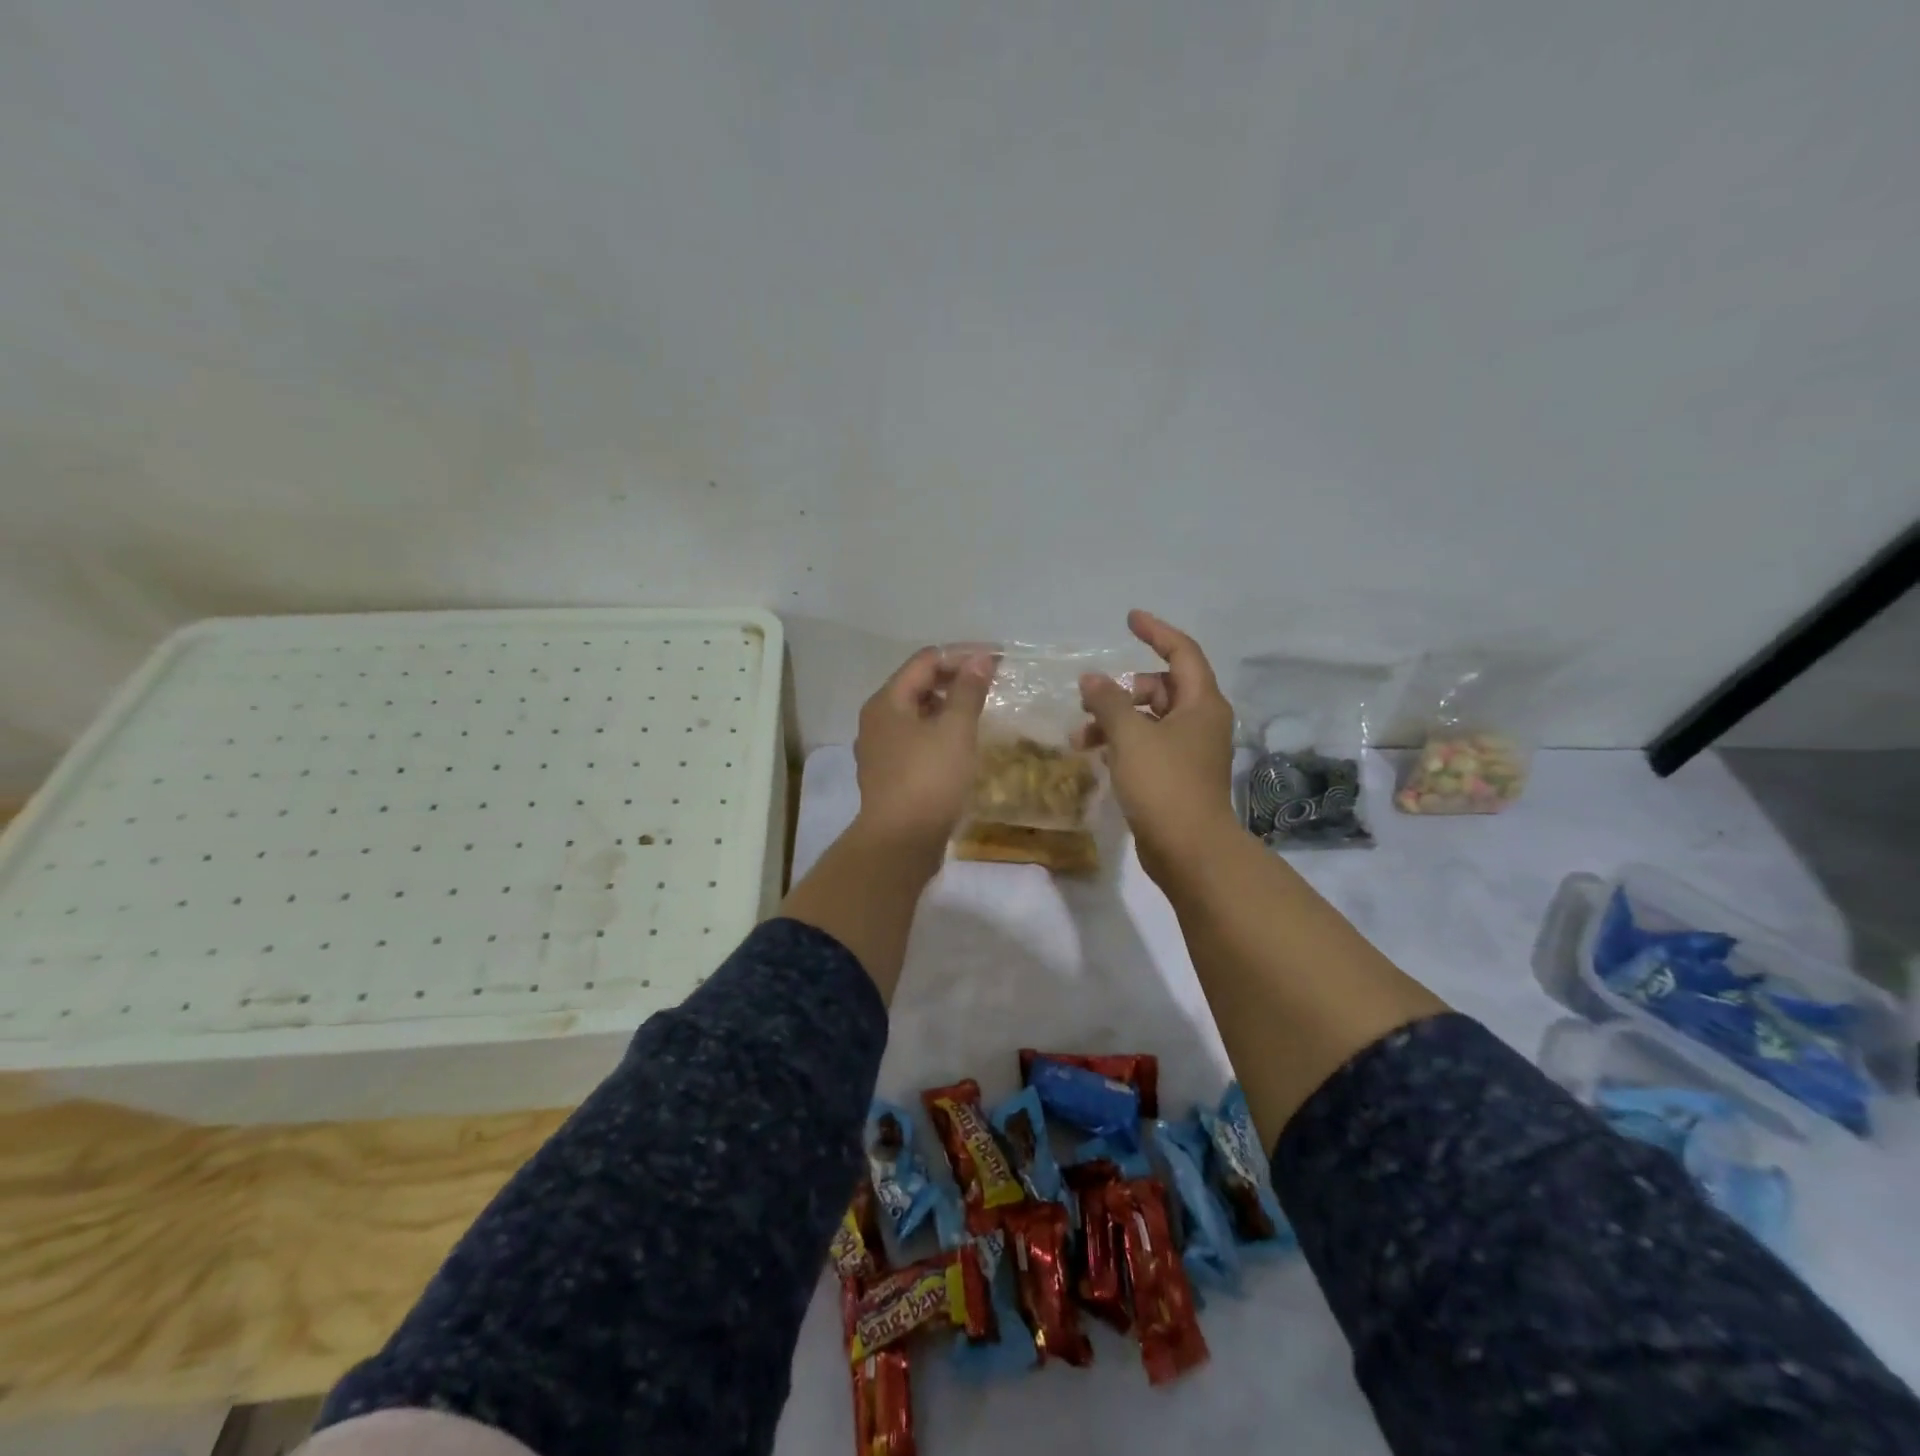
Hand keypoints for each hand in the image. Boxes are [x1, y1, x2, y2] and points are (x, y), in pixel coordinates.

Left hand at [852, 646, 994, 861]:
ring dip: (947, 706)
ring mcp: (879, 749)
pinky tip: (960, 743)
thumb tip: (980, 658)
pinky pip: (915, 739)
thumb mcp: (955, 730)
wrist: (900, 842)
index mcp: (887, 701)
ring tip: (980, 710)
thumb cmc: (929, 780)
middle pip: (917, 684)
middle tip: (992, 683)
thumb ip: (968, 690)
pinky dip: (938, 732)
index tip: (998, 659)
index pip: (926, 660)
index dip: (963, 654)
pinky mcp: (888, 774)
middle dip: (955, 678)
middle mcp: (876, 720)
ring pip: (916, 714)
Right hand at [1079, 610, 1236, 882]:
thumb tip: (1091, 679)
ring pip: (1149, 719)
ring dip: (1115, 720)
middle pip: (1161, 687)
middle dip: (1123, 690)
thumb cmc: (1164, 784)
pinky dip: (1122, 743)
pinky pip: (1147, 745)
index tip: (1129, 620)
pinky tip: (1096, 756)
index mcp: (1201, 704)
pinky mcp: (1176, 777)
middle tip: (1089, 699)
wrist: (1189, 850)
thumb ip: (1108, 701)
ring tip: (1080, 736)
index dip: (1156, 632)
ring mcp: (1190, 751)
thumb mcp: (1130, 736)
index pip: (1182, 652)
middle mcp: (1200, 722)